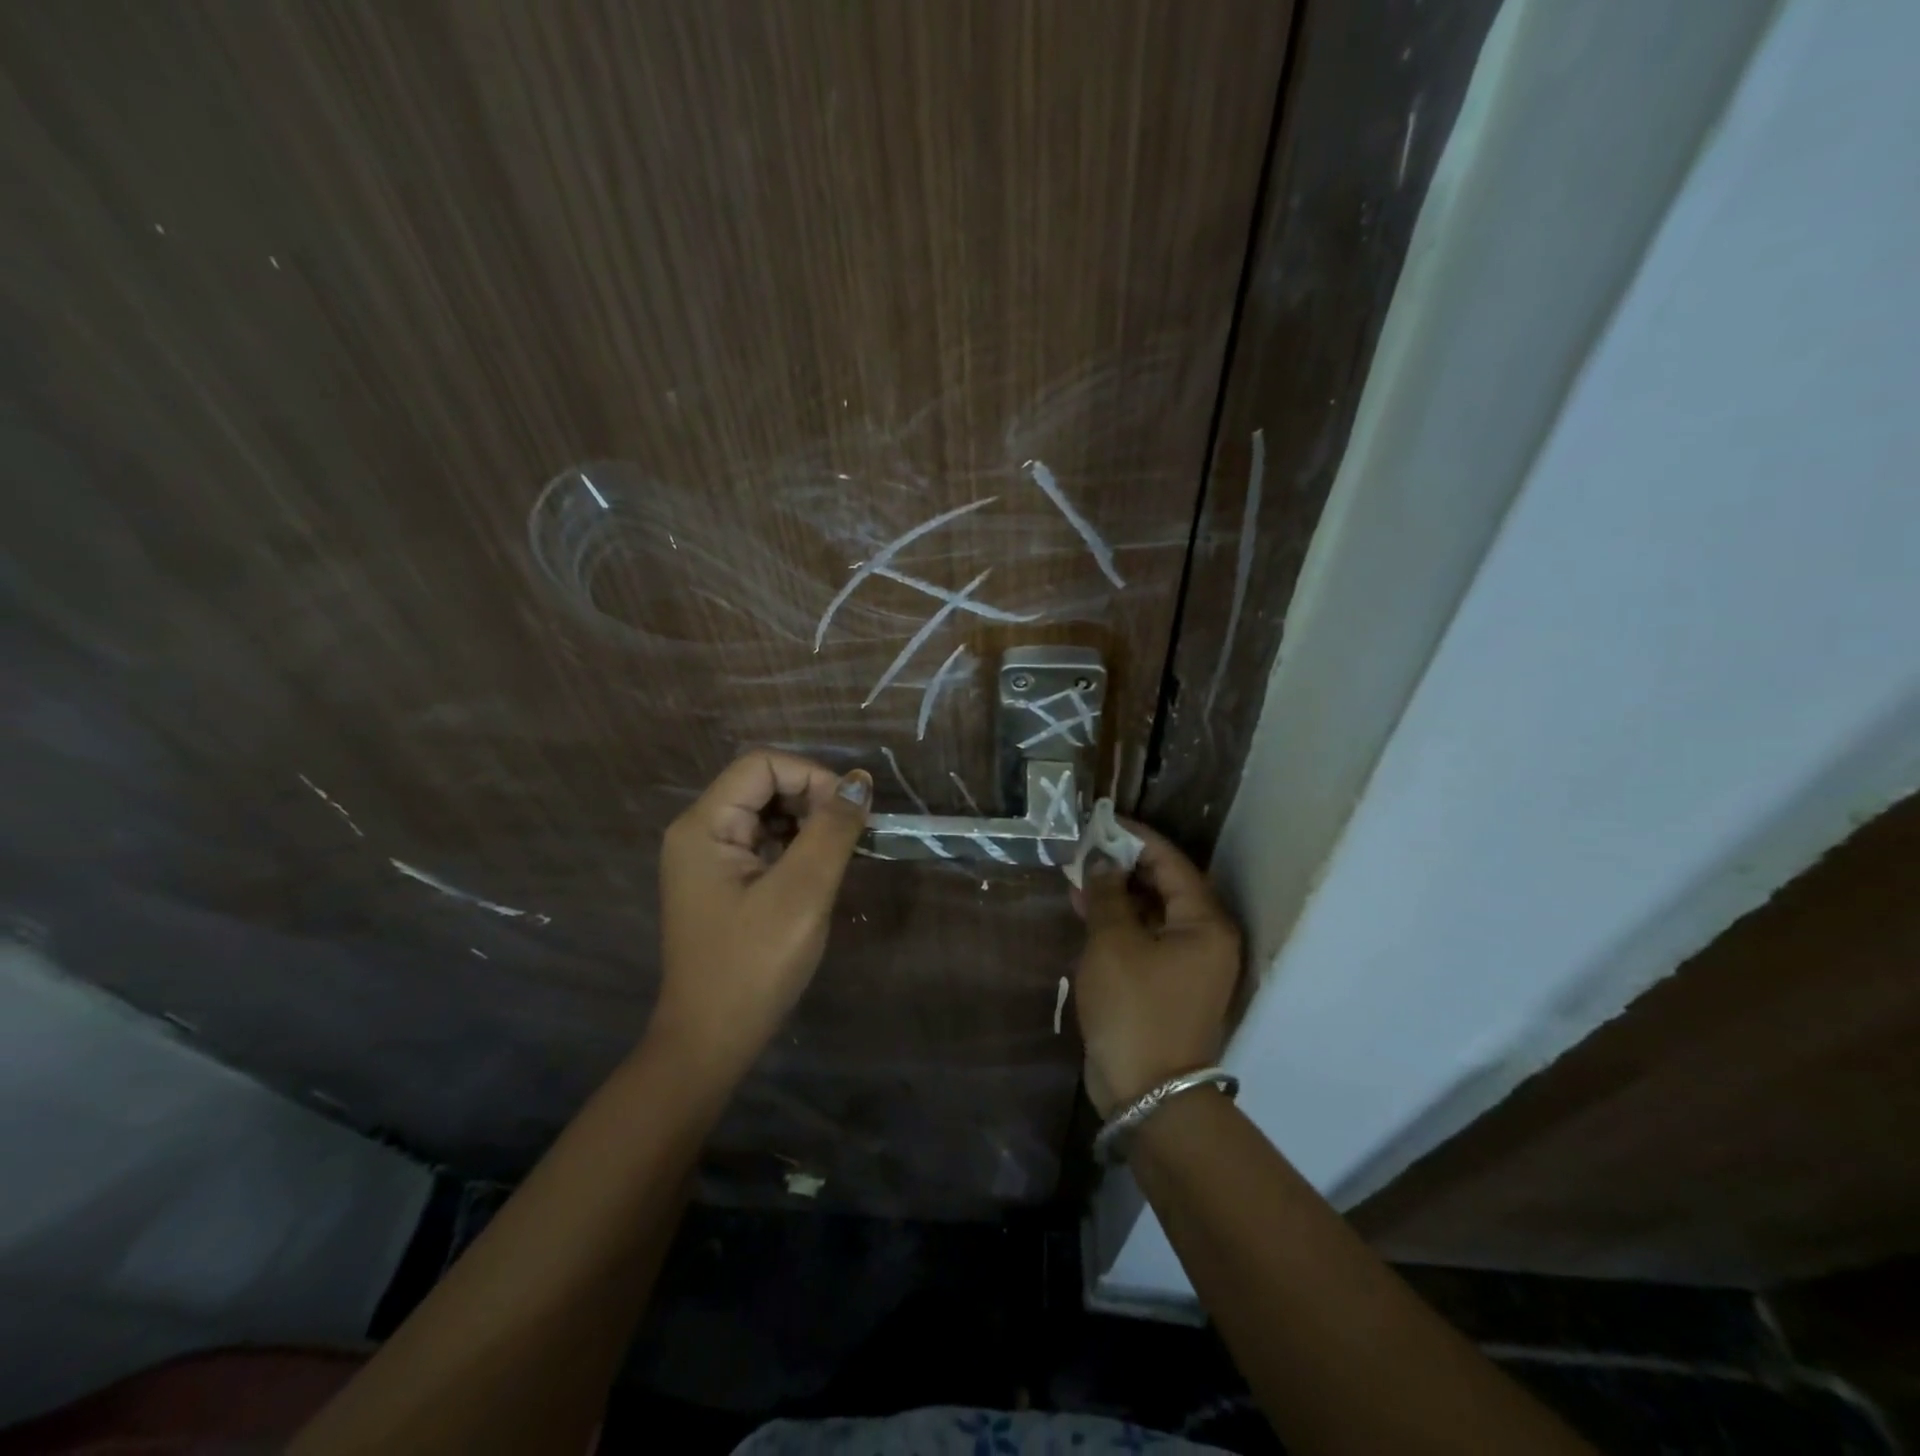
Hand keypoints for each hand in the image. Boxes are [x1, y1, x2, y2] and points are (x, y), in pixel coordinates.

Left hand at [653, 750, 871, 1076]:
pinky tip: (819, 872)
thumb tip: (860, 781)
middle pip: (762, 785)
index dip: (811, 776)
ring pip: (766, 814)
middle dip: (812, 799)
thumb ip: (832, 830)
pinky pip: (763, 843)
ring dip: (808, 823)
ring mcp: (708, 859)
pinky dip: (796, 847)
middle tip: (851, 836)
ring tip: (840, 854)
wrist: (712, 1041)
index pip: (762, 765)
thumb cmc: (754, 965)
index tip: (850, 813)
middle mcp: (699, 832)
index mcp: (704, 825)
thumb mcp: (802, 893)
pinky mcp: (722, 882)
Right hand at [1072, 823, 1242, 1116]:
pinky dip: (1118, 922)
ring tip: (1078, 875)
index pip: (1171, 862)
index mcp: (1204, 922)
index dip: (1136, 838)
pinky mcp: (1167, 983)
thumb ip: (1107, 894)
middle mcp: (1204, 937)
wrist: (1148, 1094)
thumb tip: (1102, 859)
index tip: (1101, 821)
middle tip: (1084, 848)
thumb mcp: (1114, 943)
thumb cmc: (1134, 1009)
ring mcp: (1188, 963)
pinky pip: (1144, 937)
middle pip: (1164, 885)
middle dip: (1123, 865)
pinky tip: (1086, 910)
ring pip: (1151, 912)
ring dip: (1117, 893)